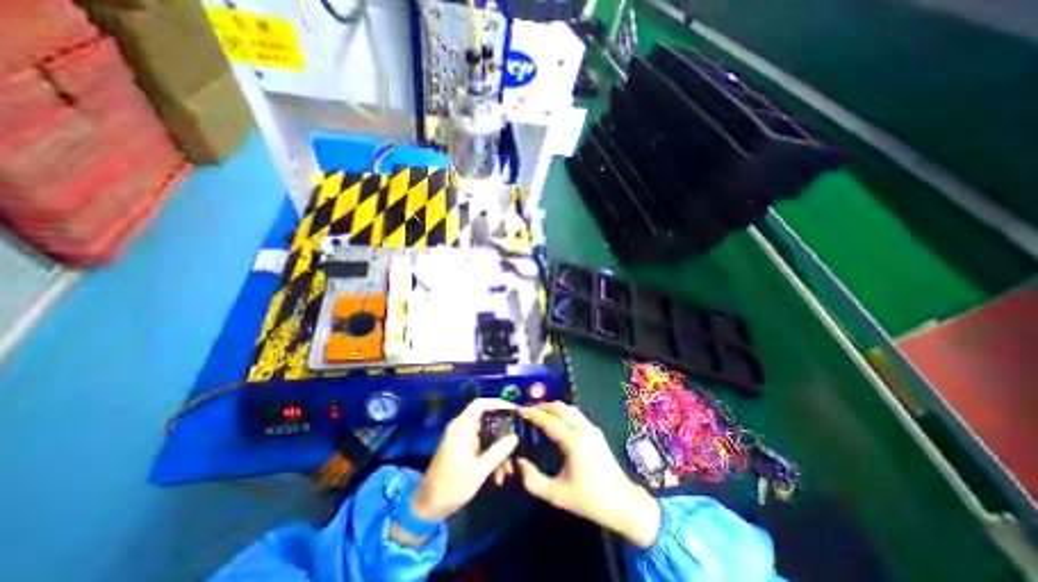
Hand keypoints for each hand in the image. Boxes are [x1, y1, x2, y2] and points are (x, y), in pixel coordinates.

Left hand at [411, 401, 513, 522]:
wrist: (428, 507)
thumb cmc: (451, 486)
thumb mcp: (478, 471)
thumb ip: (498, 452)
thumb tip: (515, 436)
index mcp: (461, 427)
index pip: (481, 404)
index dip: (498, 403)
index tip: (514, 410)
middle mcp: (462, 429)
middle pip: (487, 421)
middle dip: (503, 434)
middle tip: (517, 442)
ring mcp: (462, 440)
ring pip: (487, 436)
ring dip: (498, 451)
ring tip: (508, 470)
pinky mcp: (463, 450)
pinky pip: (482, 447)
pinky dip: (491, 457)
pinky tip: (498, 476)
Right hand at [518, 402, 655, 548]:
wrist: (622, 502)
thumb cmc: (588, 499)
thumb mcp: (557, 495)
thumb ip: (533, 481)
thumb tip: (519, 463)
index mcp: (573, 442)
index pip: (549, 420)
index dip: (533, 413)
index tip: (520, 410)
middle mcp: (583, 430)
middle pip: (560, 408)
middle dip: (543, 406)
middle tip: (529, 410)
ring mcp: (592, 429)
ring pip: (569, 408)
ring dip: (554, 407)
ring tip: (541, 413)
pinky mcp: (597, 432)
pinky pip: (576, 414)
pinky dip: (563, 412)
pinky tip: (557, 421)